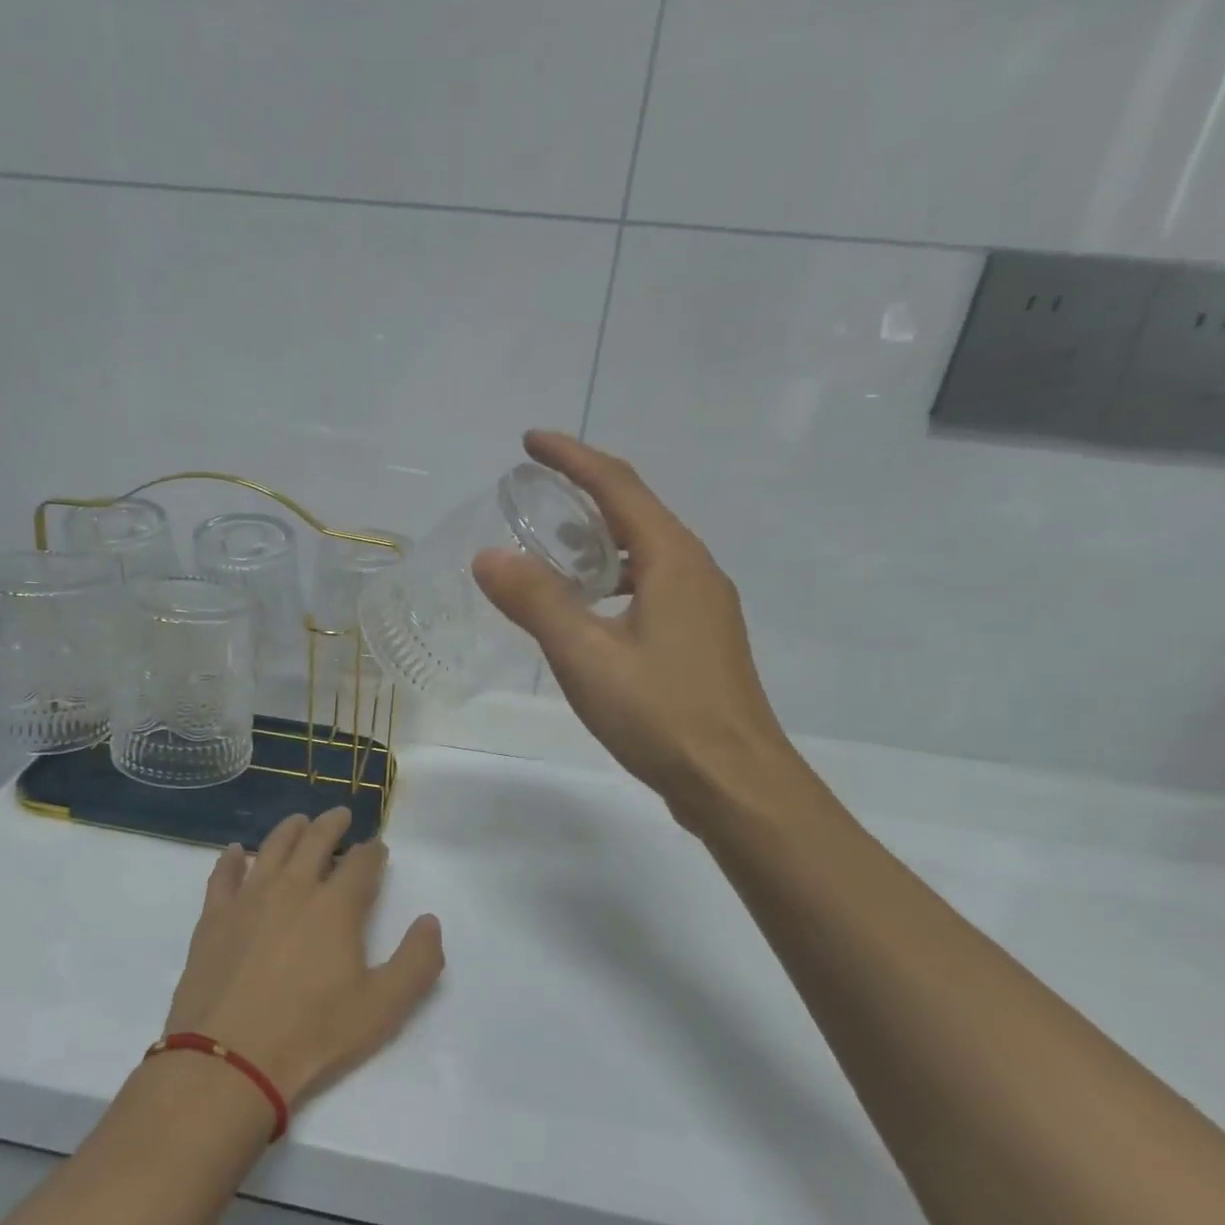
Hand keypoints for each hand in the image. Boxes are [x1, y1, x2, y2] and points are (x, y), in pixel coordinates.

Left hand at [162, 809, 443, 1108]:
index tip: (378, 847)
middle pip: (315, 840)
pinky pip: (223, 875)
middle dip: (332, 825)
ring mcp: (249, 898)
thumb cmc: (312, 1033)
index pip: (361, 863)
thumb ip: (417, 962)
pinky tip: (234, 852)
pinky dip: (230, 859)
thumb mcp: (383, 1008)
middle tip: (341, 815)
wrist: (229, 1059)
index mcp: (336, 906)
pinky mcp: (214, 917)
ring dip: (289, 830)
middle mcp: (293, 888)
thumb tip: (430, 921)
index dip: (373, 851)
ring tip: (299, 822)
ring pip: (272, 848)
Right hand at [473, 430, 797, 831]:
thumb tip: (488, 555)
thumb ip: (536, 601)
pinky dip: (615, 577)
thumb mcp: (586, 655)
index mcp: (672, 559)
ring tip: (554, 547)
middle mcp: (695, 570)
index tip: (530, 441)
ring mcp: (704, 606)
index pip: (617, 486)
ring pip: (646, 551)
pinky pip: (652, 584)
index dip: (572, 457)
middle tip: (534, 495)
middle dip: (584, 493)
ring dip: (600, 538)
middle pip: (636, 511)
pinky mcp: (701, 639)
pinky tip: (590, 608)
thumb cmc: (662, 714)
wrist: (736, 782)